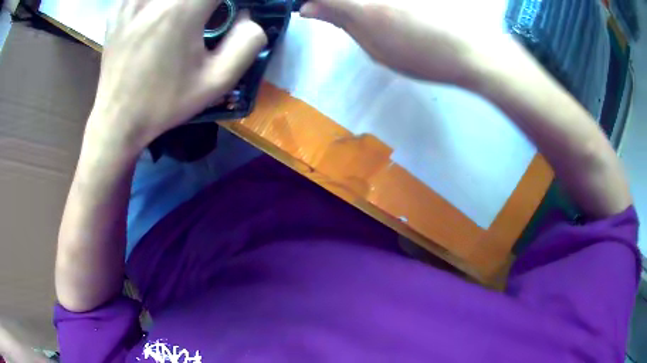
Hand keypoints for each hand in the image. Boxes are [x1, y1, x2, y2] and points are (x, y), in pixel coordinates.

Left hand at [89, 0, 267, 153]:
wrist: (118, 120)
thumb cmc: (165, 103)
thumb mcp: (217, 82)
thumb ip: (247, 42)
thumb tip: (246, 14)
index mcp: (182, 9)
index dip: (229, 1)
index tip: (229, 13)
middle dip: (207, 4)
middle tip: (207, 18)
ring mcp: (132, 0)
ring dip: (183, 4)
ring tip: (183, 19)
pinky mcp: (119, 8)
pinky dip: (155, 3)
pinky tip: (157, 13)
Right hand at [300, 0, 510, 86]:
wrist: (478, 50)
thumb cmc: (427, 56)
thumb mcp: (377, 48)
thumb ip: (342, 21)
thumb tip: (308, 7)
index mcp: (364, 6)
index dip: (313, 1)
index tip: (315, 7)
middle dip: (342, 5)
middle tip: (359, 15)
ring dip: (367, 7)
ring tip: (390, 18)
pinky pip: (388, 1)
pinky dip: (387, 7)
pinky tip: (403, 13)